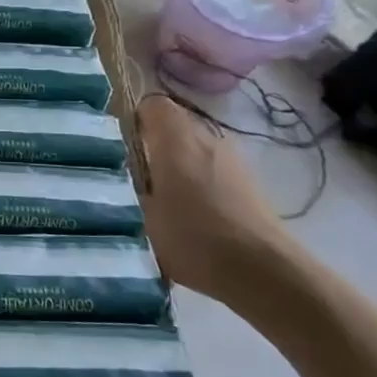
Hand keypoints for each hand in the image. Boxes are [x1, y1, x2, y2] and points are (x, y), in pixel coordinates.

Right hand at [136, 95, 294, 302]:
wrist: (263, 271)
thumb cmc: (193, 237)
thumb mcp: (141, 214)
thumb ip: (125, 185)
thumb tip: (114, 173)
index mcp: (176, 139)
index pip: (152, 104)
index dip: (134, 119)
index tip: (120, 144)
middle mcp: (206, 138)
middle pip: (174, 124)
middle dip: (153, 142)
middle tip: (132, 174)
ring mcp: (232, 159)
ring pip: (194, 147)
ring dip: (177, 163)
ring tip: (161, 196)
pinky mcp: (247, 182)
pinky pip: (212, 167)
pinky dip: (198, 180)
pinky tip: (190, 212)